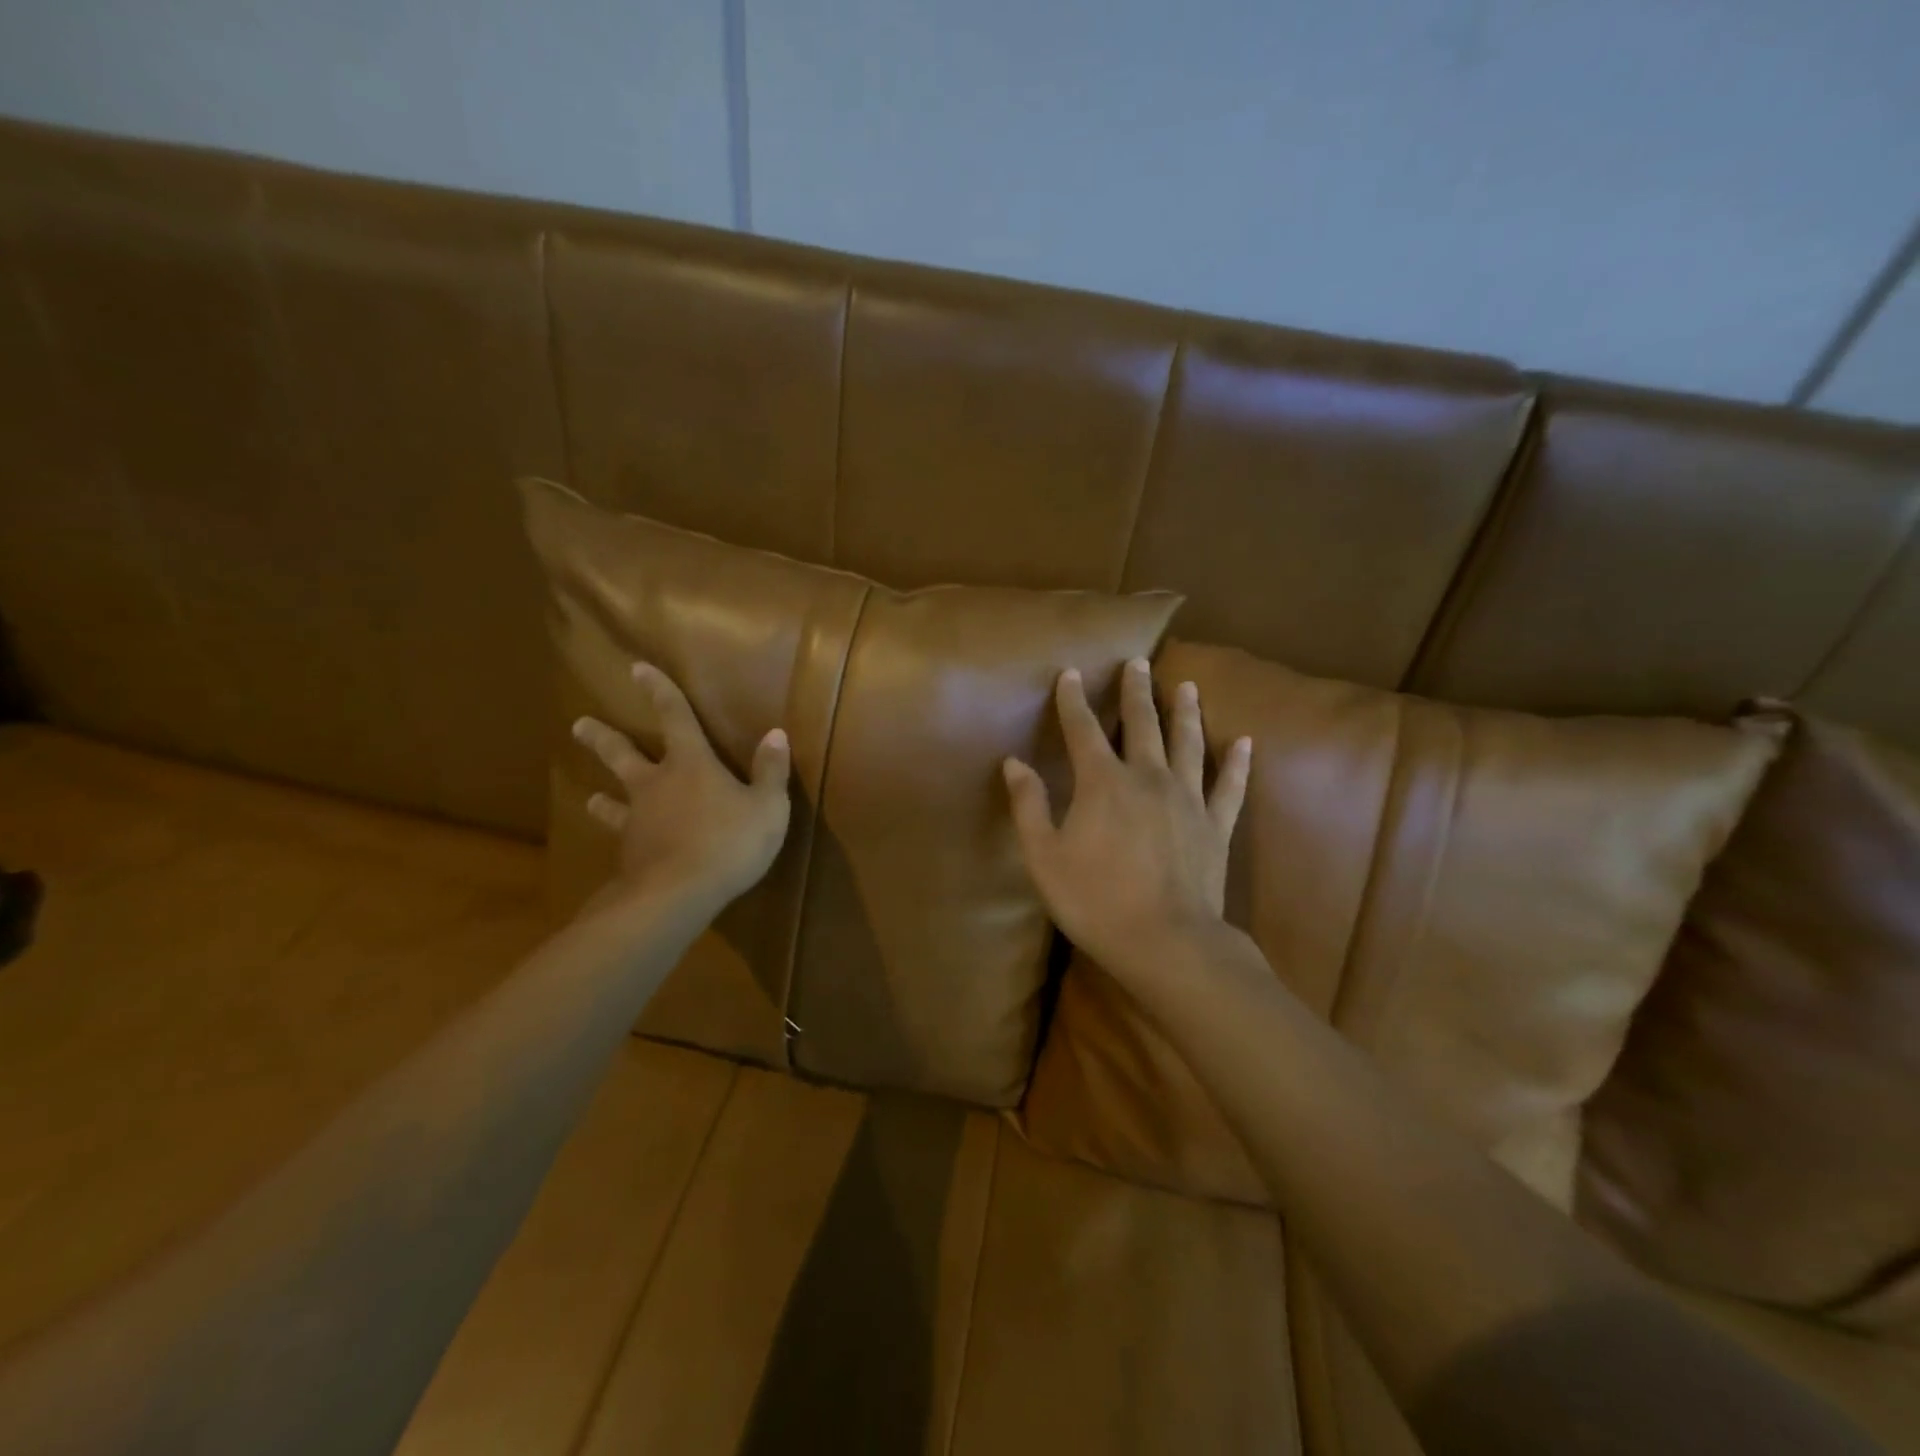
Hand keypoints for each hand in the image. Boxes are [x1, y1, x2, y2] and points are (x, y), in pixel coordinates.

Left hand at [571, 663, 791, 915]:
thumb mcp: (767, 807)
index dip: (659, 691)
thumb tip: (776, 734)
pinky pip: (622, 838)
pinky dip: (620, 837)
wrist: (678, 895)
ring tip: (590, 797)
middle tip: (579, 725)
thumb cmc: (729, 842)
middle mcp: (656, 784)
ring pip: (614, 801)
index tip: (636, 669)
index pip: (675, 717)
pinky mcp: (630, 854)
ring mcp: (638, 820)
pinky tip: (620, 847)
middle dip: (603, 738)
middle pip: (624, 755)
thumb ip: (771, 771)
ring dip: (603, 798)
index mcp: (691, 765)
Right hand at [1003, 658, 1250, 983]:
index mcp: (1102, 783)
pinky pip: (1229, 786)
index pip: (1083, 730)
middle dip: (1137, 691)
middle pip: (1142, 724)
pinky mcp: (1215, 825)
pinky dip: (1237, 763)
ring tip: (1186, 686)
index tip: (1070, 674)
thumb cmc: (1096, 901)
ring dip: (1185, 712)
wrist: (1167, 942)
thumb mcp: (1044, 857)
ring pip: (1188, 743)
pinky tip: (1244, 742)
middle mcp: (1148, 777)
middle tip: (1138, 662)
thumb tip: (1014, 763)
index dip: (1073, 700)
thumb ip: (1029, 806)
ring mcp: (1188, 799)